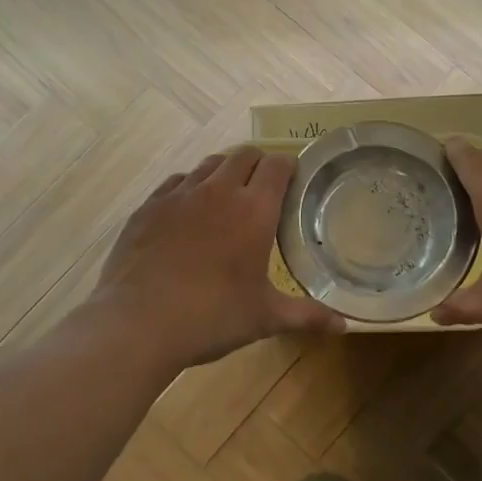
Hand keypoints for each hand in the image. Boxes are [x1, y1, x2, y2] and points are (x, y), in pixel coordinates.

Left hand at [92, 146, 345, 369]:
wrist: (137, 323)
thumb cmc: (211, 318)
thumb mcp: (264, 318)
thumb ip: (306, 315)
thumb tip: (343, 325)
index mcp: (254, 210)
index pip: (278, 165)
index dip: (289, 166)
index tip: (294, 180)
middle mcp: (218, 191)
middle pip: (244, 155)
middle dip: (259, 164)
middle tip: (264, 189)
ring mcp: (179, 195)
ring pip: (209, 164)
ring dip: (224, 171)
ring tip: (228, 197)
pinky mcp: (148, 206)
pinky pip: (176, 182)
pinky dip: (190, 187)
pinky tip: (188, 211)